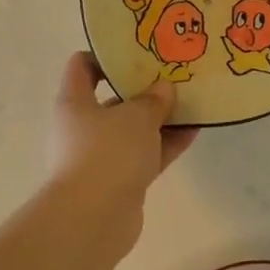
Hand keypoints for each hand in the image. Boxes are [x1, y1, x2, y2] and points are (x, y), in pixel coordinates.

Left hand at [46, 52, 195, 247]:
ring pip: (133, 129)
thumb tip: (163, 88)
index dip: (106, 55)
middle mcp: (83, 126)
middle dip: (144, 89)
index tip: (138, 51)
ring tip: (193, 101)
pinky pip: (146, 154)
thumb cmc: (108, 152)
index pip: (82, 66)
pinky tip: (195, 131)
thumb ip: (153, 99)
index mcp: (74, 102)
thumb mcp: (136, 116)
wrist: (94, 218)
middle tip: (174, 75)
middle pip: (113, 99)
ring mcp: (101, 155)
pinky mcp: (119, 180)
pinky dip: (166, 143)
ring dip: (160, 118)